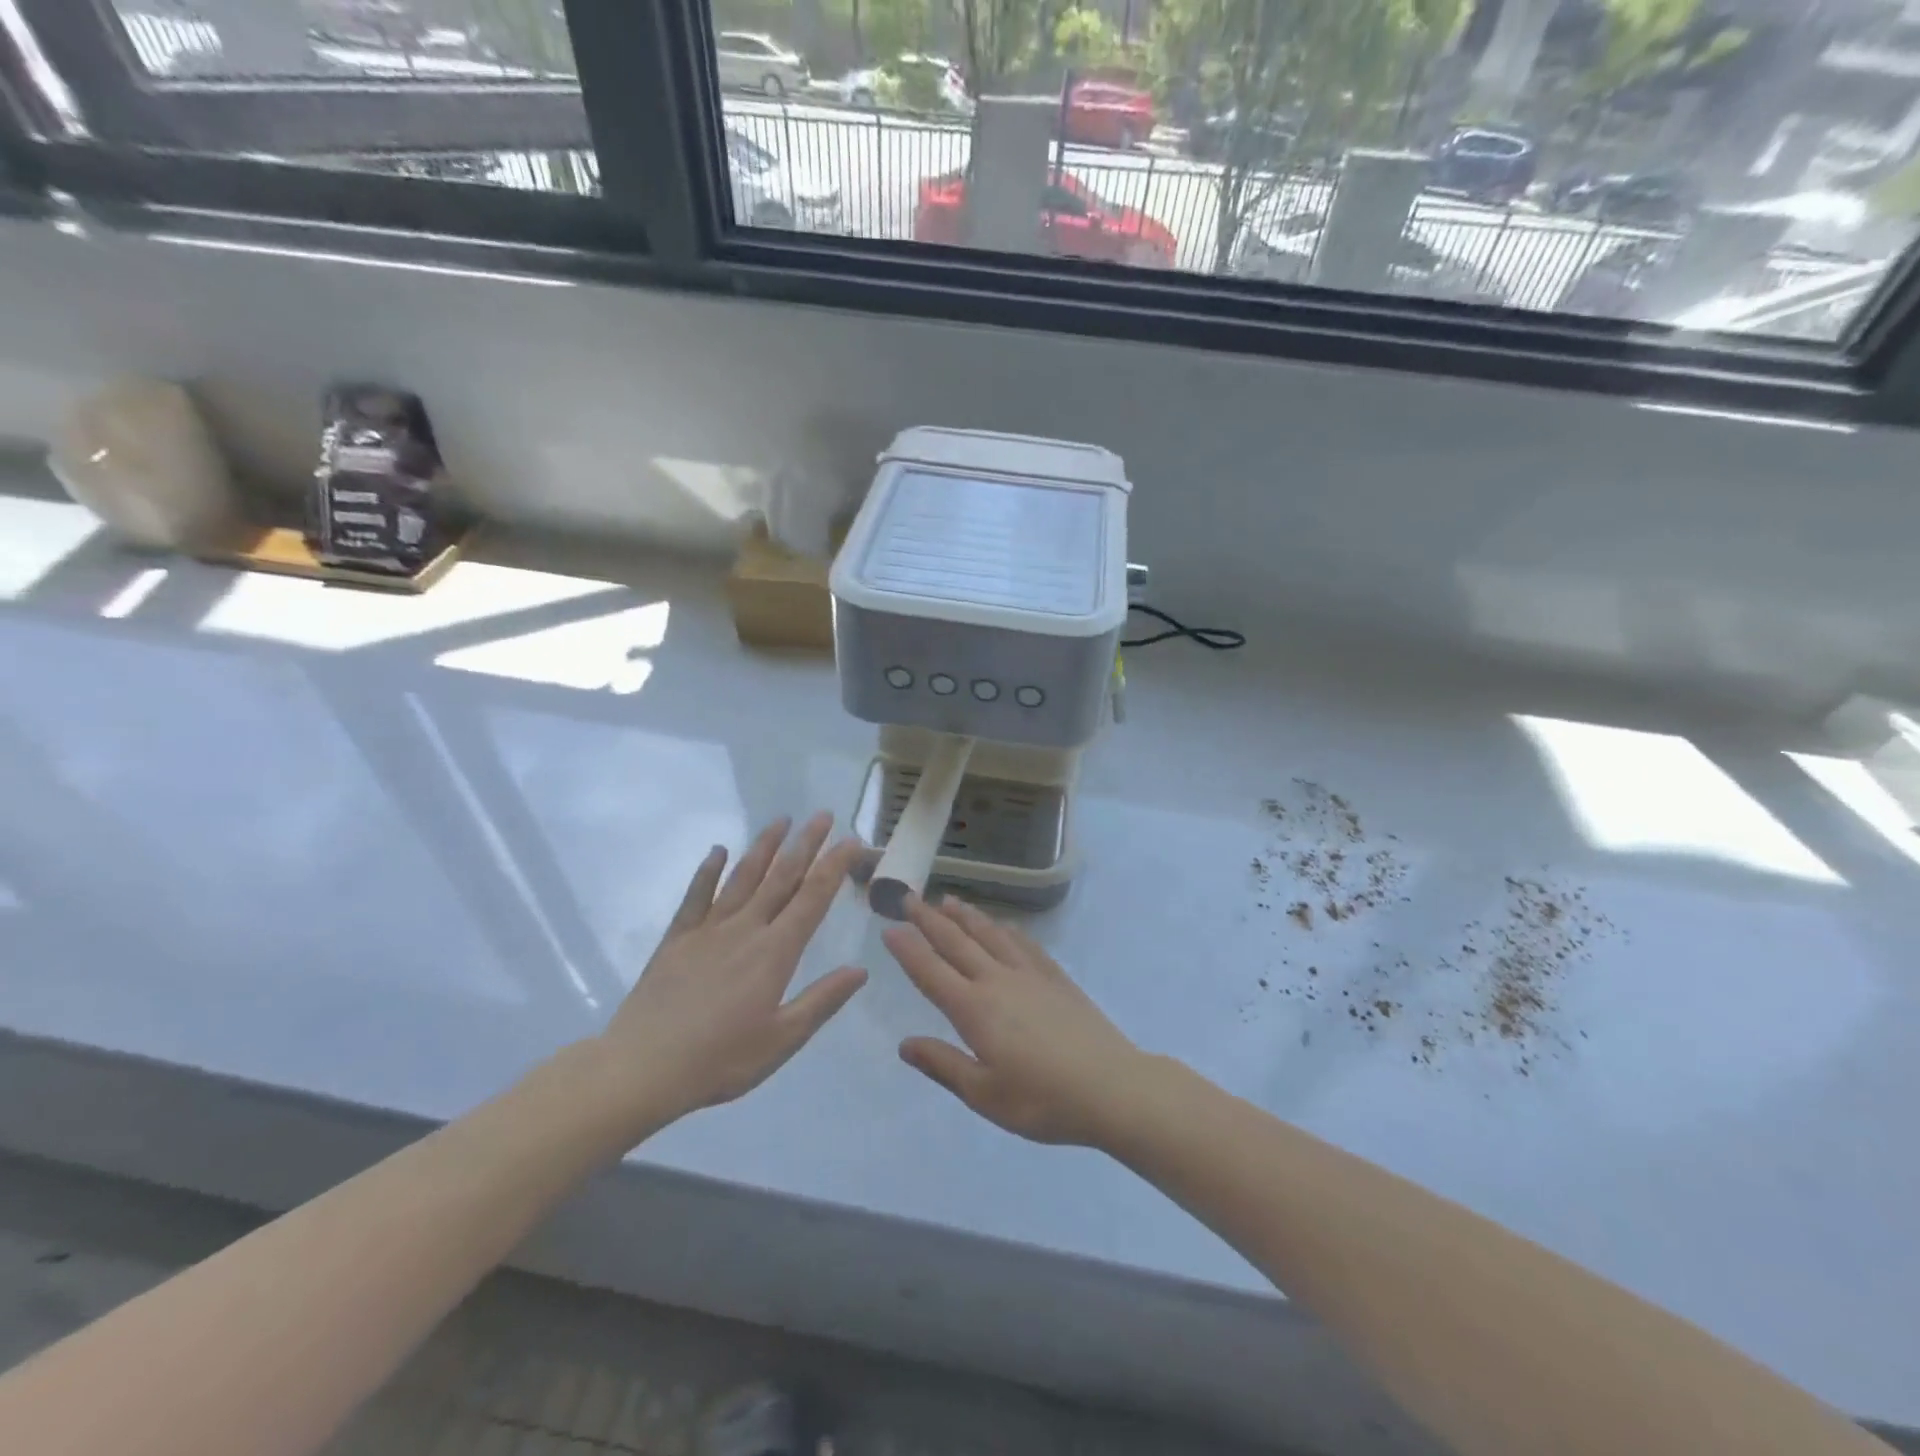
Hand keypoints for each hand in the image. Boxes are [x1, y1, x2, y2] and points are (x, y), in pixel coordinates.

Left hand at [591, 814, 867, 1132]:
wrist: (642, 1068)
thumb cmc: (720, 1060)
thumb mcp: (782, 1040)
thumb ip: (822, 1001)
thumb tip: (860, 970)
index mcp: (774, 952)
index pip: (812, 898)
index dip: (834, 866)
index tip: (851, 840)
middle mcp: (745, 929)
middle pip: (781, 877)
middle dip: (805, 844)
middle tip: (823, 815)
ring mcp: (708, 930)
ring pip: (742, 877)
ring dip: (764, 847)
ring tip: (781, 820)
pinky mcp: (677, 939)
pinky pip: (696, 896)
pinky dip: (707, 871)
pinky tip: (717, 851)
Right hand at [884, 896, 1143, 1145]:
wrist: (1112, 1087)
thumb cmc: (1042, 1100)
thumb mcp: (985, 1095)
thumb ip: (943, 1065)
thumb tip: (904, 1044)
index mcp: (975, 1009)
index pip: (932, 972)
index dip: (908, 949)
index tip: (889, 928)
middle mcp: (998, 981)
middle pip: (957, 942)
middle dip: (929, 919)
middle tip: (909, 897)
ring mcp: (1030, 974)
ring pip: (990, 934)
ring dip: (966, 916)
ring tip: (947, 900)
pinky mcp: (1056, 977)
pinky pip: (1024, 943)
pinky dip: (1005, 929)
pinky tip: (1002, 925)